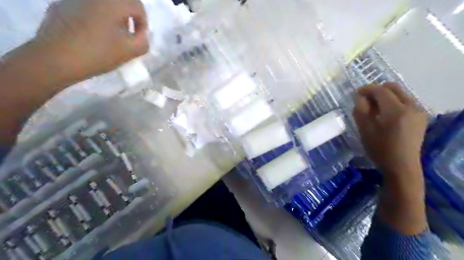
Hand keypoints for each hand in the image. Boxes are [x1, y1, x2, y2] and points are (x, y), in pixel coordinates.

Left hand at [31, 0, 146, 81]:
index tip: (139, 37)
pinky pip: (85, 8)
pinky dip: (94, 18)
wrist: (56, 59)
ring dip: (111, 17)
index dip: (143, 22)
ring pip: (102, 4)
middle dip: (127, 18)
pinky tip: (90, 35)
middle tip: (126, 36)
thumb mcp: (130, 51)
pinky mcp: (60, 5)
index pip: (137, 6)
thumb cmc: (99, 54)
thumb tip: (140, 34)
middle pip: (120, 2)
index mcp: (113, 2)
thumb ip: (143, 41)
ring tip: (109, 37)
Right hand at [356, 83, 430, 234]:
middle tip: (365, 100)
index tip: (356, 94)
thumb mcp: (364, 130)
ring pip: (400, 93)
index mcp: (396, 111)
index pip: (380, 91)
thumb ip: (361, 110)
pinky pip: (405, 101)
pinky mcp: (420, 117)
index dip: (366, 89)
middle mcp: (411, 106)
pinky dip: (393, 102)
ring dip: (385, 96)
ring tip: (374, 108)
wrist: (401, 166)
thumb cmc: (380, 149)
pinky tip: (385, 114)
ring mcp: (419, 111)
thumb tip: (360, 97)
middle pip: (393, 87)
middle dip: (377, 90)